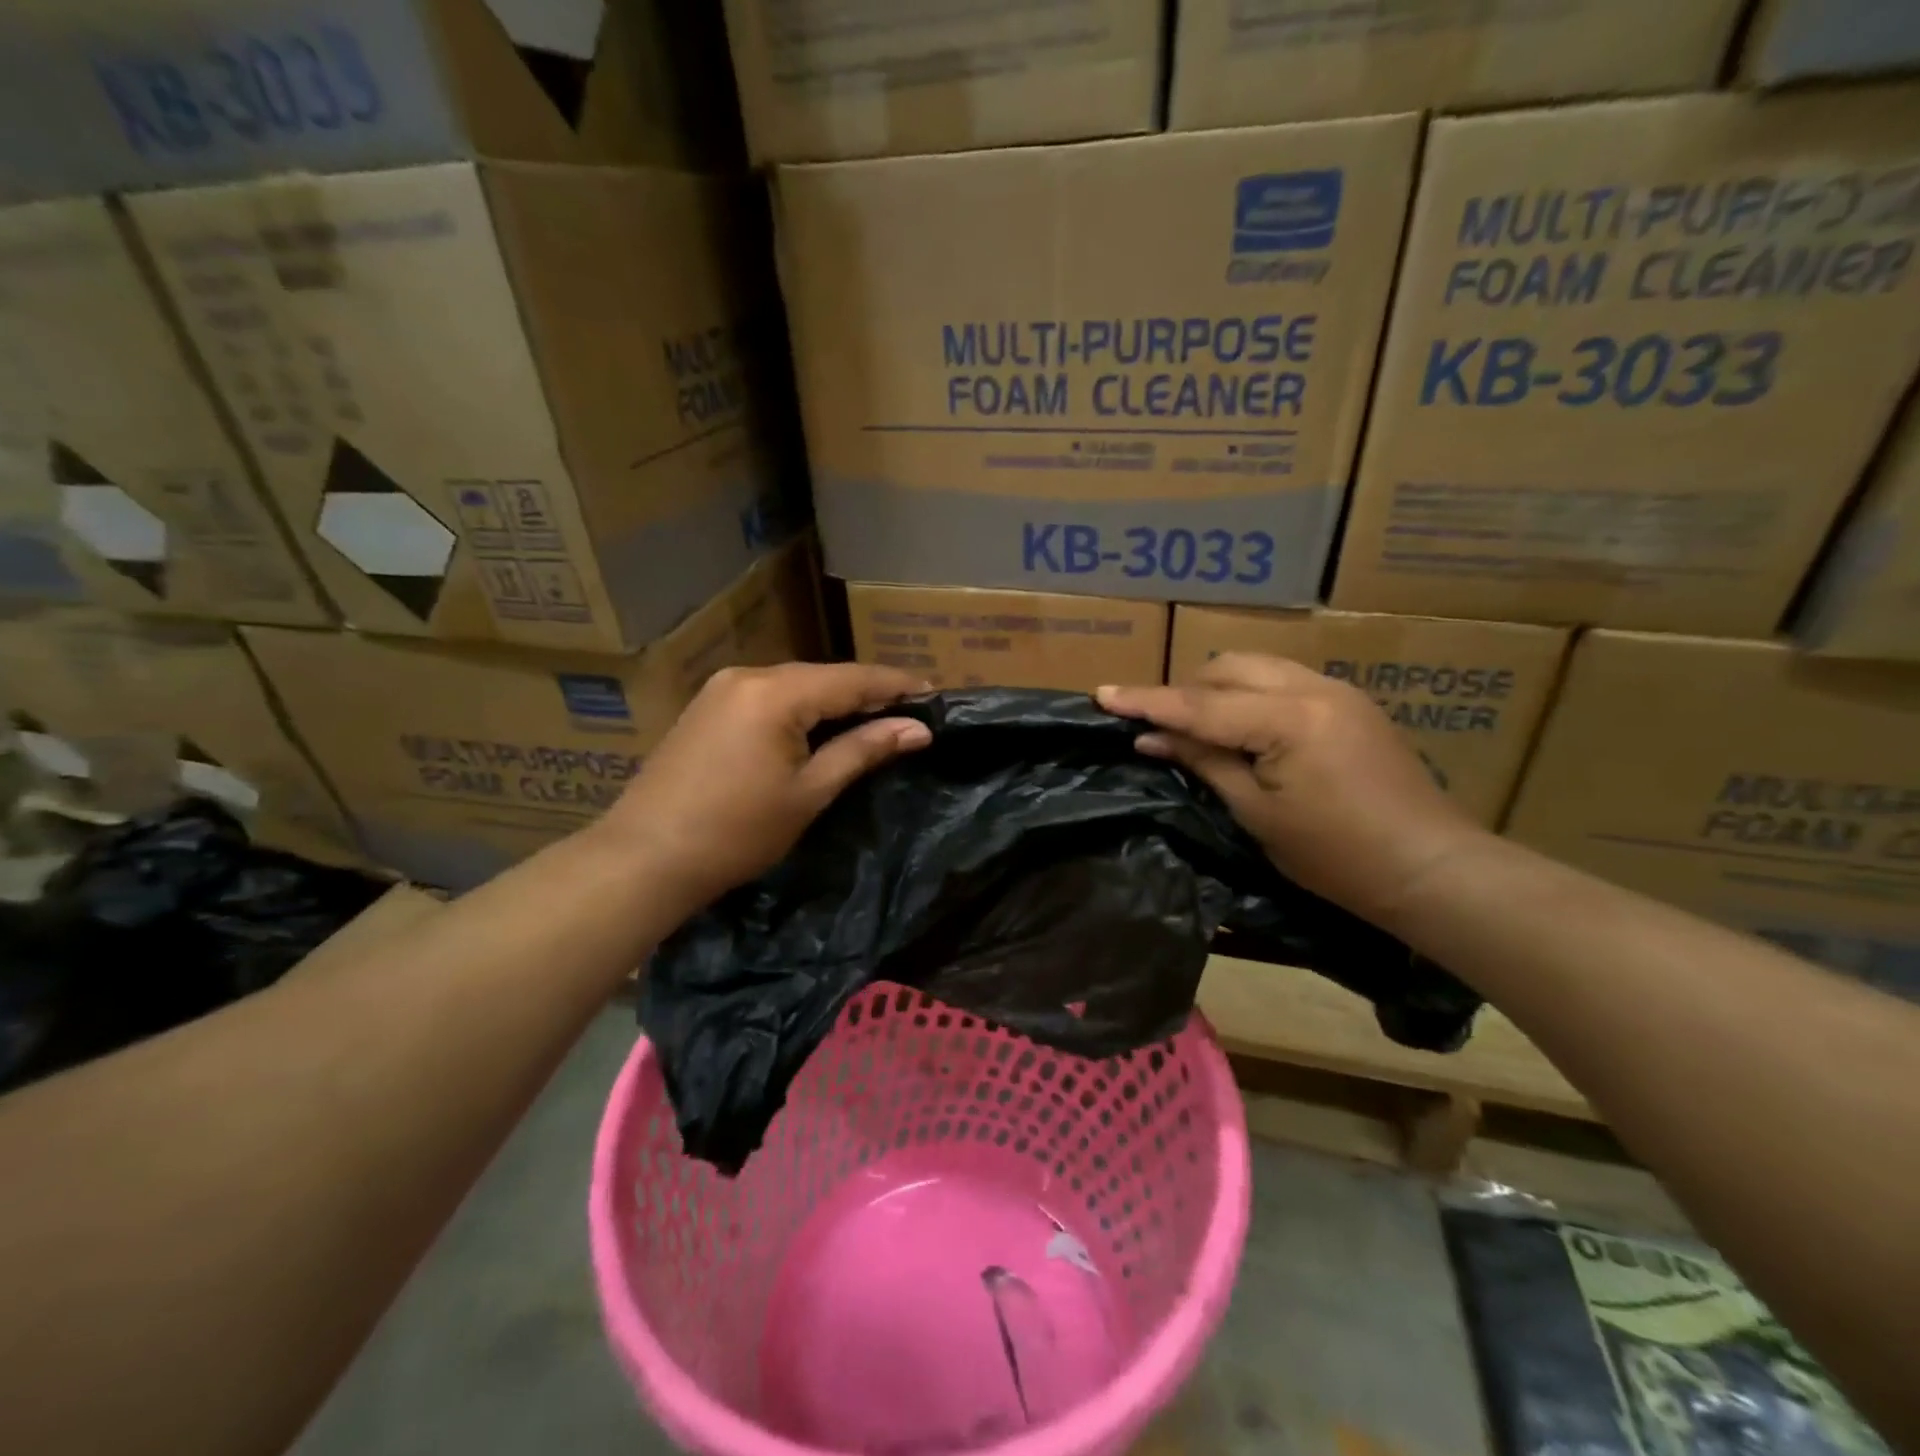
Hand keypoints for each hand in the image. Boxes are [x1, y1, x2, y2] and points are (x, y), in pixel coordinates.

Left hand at [599, 662, 930, 912]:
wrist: (644, 856)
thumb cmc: (737, 831)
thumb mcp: (809, 792)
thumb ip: (864, 750)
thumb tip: (917, 729)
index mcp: (777, 692)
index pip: (853, 678)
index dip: (896, 685)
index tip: (934, 693)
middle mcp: (748, 675)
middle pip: (823, 676)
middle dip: (867, 692)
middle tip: (908, 711)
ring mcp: (721, 688)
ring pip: (795, 685)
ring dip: (834, 700)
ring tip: (873, 718)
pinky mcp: (706, 706)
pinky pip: (768, 696)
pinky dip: (801, 708)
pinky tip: (819, 726)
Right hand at [1097, 653, 1487, 927]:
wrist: (1428, 867)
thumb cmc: (1335, 854)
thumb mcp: (1256, 812)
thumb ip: (1203, 761)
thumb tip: (1150, 738)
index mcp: (1288, 719)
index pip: (1200, 705)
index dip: (1147, 702)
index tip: (1102, 694)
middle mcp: (1312, 688)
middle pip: (1227, 669)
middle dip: (1186, 691)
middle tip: (1161, 729)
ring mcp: (1336, 690)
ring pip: (1255, 669)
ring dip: (1217, 690)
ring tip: (1199, 728)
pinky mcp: (1349, 702)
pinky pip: (1281, 681)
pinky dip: (1249, 696)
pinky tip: (1244, 729)